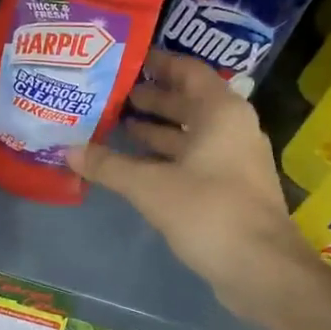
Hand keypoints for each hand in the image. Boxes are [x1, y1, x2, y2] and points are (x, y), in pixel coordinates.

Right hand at [68, 50, 317, 324]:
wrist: (261, 270)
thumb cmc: (209, 212)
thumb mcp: (151, 186)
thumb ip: (109, 166)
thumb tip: (69, 150)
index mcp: (221, 112)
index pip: (188, 71)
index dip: (157, 62)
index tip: (124, 60)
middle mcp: (232, 129)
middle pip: (188, 102)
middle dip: (150, 98)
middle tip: (109, 95)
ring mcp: (233, 161)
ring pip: (189, 135)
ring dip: (155, 130)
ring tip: (114, 125)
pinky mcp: (228, 190)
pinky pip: (191, 161)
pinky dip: (163, 158)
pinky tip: (132, 166)